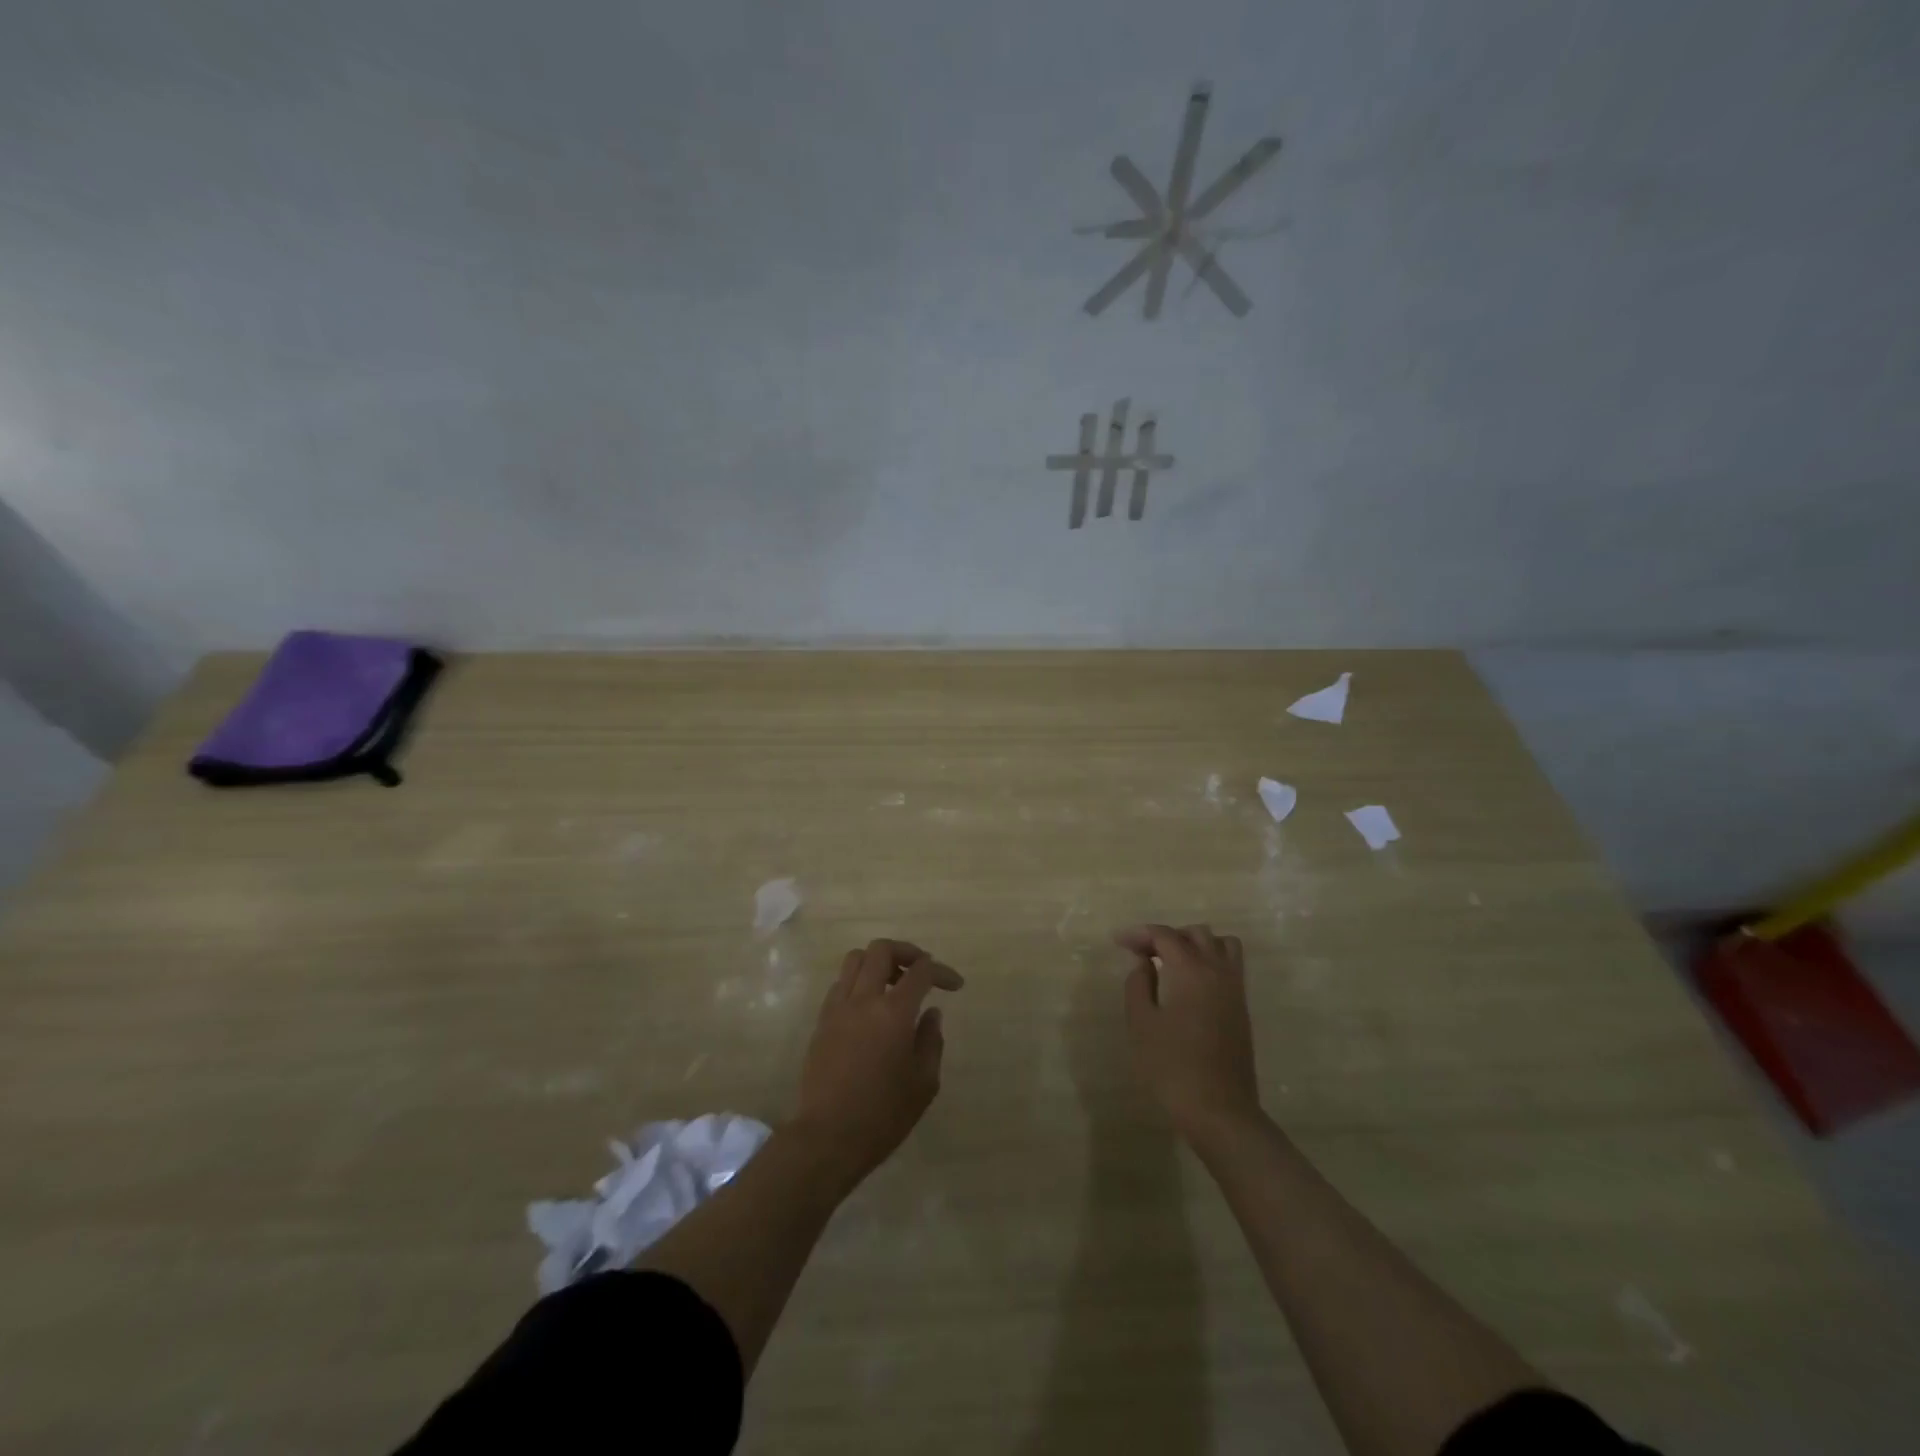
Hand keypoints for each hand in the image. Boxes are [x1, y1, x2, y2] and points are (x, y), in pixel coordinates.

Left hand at [792, 939, 962, 1194]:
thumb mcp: (923, 1083)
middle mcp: (863, 999)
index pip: (921, 971)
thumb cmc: (883, 1115)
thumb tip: (931, 1013)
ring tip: (894, 984)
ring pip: (855, 959)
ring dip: (878, 962)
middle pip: (882, 949)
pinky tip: (870, 1007)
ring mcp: (838, 1008)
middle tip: (921, 971)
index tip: (955, 985)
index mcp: (893, 1012)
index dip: (941, 971)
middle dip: (907, 952)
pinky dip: (858, 982)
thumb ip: (931, 1040)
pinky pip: (840, 983)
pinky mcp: (821, 1021)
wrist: (827, 1137)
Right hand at [1117, 924, 1260, 1141]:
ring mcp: (1235, 990)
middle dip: (1167, 936)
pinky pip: (1230, 966)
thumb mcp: (1141, 1024)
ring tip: (1171, 962)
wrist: (1219, 1111)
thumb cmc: (1172, 1067)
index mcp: (1191, 970)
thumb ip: (1138, 984)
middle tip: (1143, 953)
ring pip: (1221, 945)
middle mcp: (1218, 971)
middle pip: (1196, 933)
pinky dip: (1210, 961)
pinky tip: (1190, 984)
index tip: (1118, 942)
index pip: (1165, 935)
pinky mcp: (1242, 1009)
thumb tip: (1143, 963)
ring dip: (1195, 944)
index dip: (1139, 934)